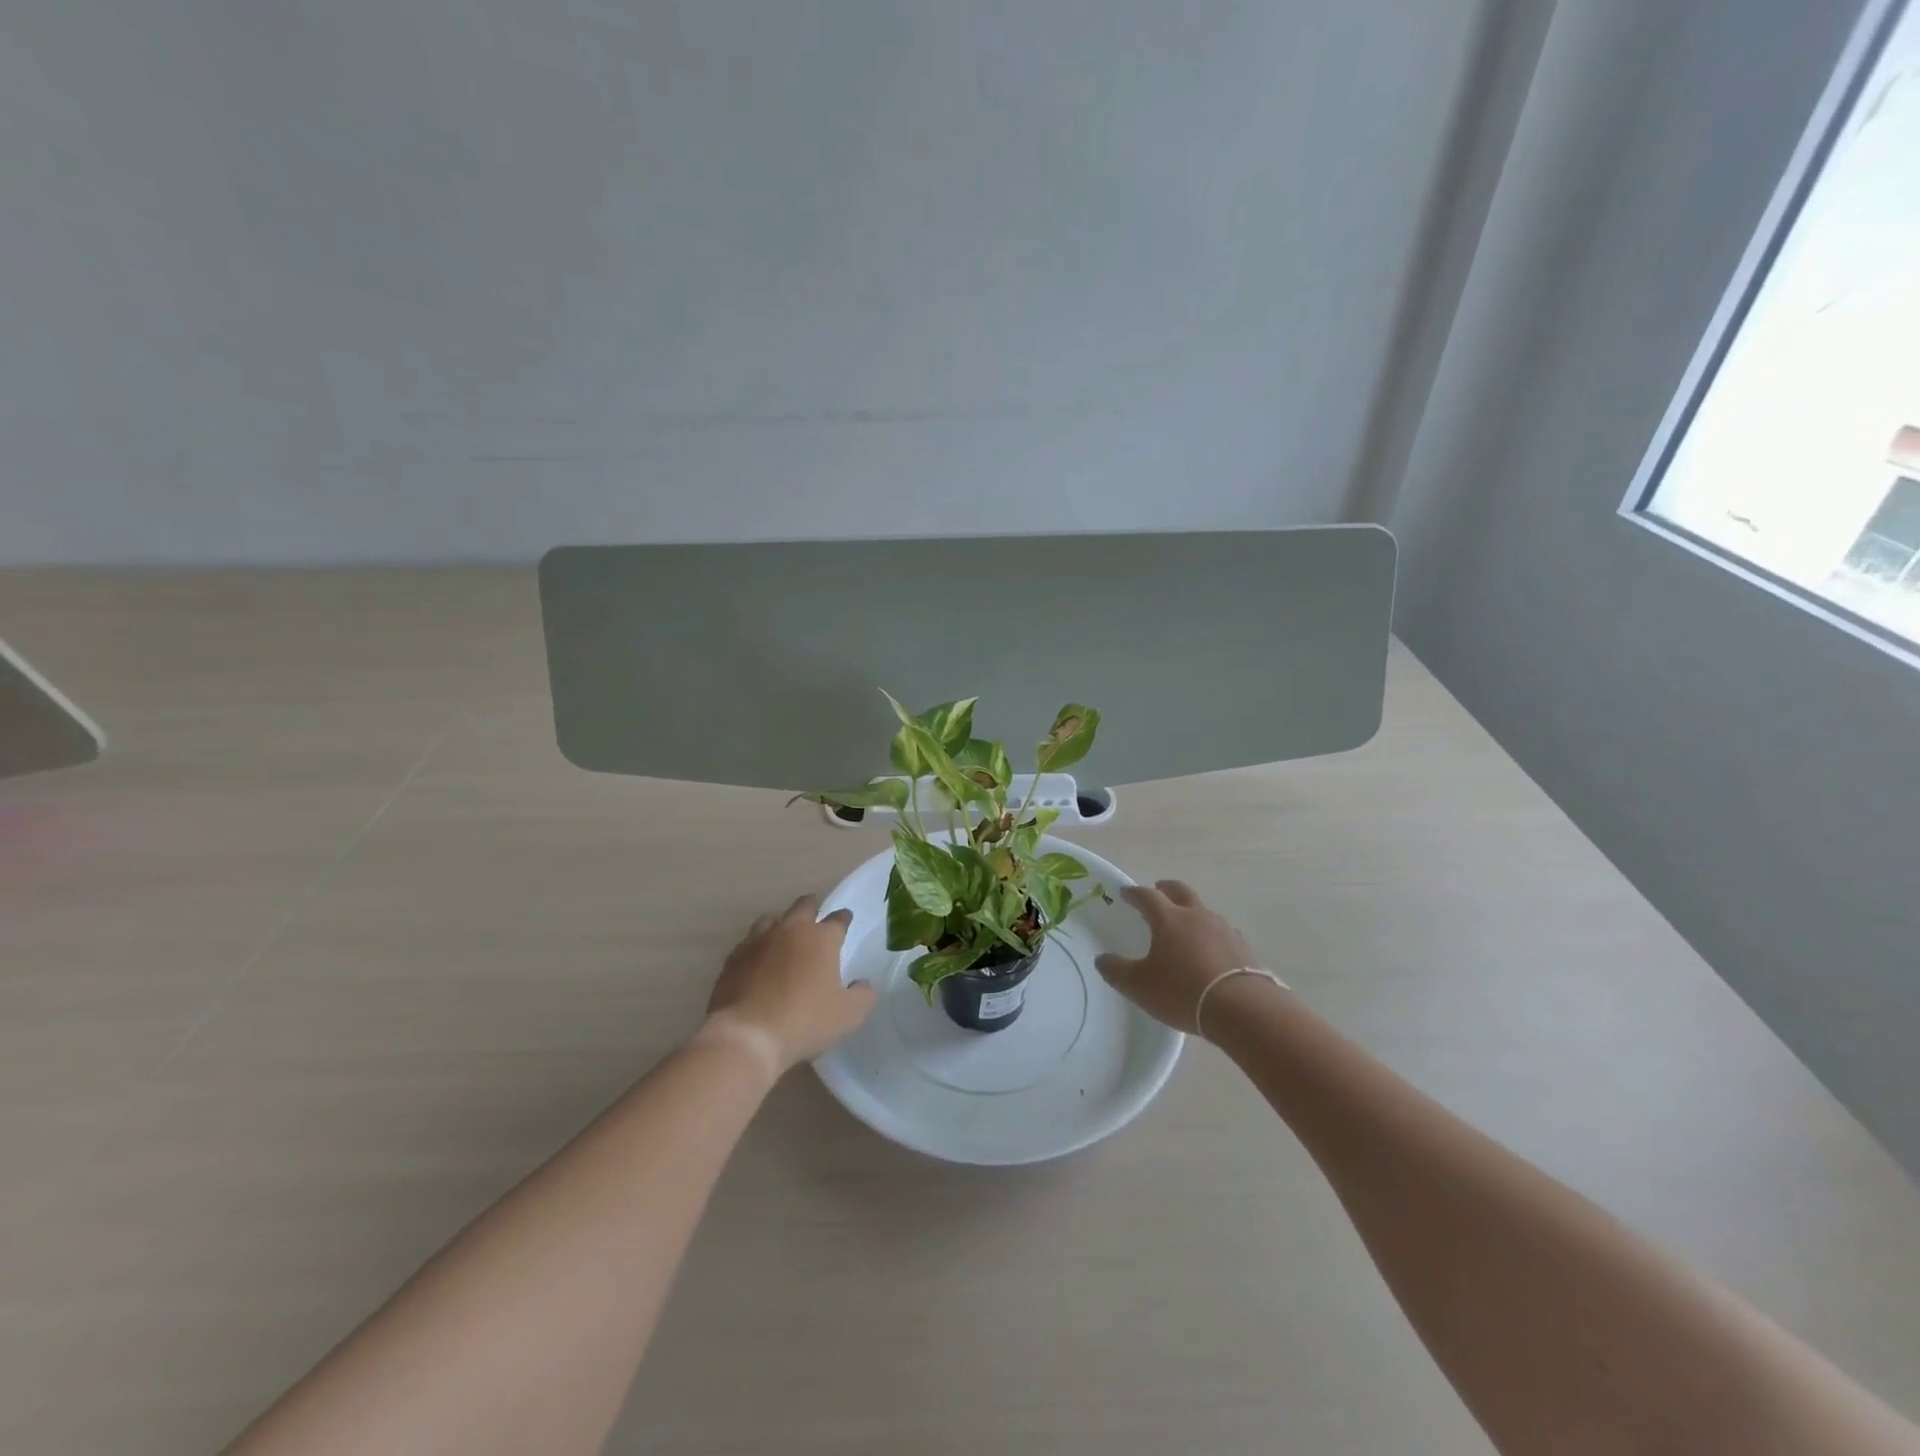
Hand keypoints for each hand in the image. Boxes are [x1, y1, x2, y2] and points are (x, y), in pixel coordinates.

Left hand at [703, 895, 876, 1073]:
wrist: (747, 1036)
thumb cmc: (805, 1021)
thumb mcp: (849, 1015)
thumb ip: (862, 995)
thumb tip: (862, 984)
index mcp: (821, 939)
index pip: (837, 919)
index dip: (844, 918)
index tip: (846, 920)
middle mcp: (790, 931)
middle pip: (803, 906)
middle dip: (812, 907)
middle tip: (816, 914)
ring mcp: (758, 942)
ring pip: (771, 919)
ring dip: (781, 924)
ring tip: (784, 935)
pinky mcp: (733, 959)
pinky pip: (748, 943)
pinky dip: (757, 947)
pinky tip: (758, 960)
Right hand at [1095, 880, 1261, 1032]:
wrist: (1241, 1009)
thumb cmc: (1182, 991)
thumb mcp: (1139, 986)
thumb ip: (1116, 971)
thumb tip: (1102, 960)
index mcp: (1168, 919)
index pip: (1147, 896)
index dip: (1134, 893)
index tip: (1125, 893)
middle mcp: (1196, 915)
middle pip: (1180, 891)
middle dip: (1166, 889)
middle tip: (1157, 891)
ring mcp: (1223, 929)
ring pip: (1203, 911)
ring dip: (1191, 912)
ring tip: (1184, 927)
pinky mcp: (1242, 947)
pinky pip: (1221, 932)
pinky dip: (1210, 935)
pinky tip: (1209, 951)